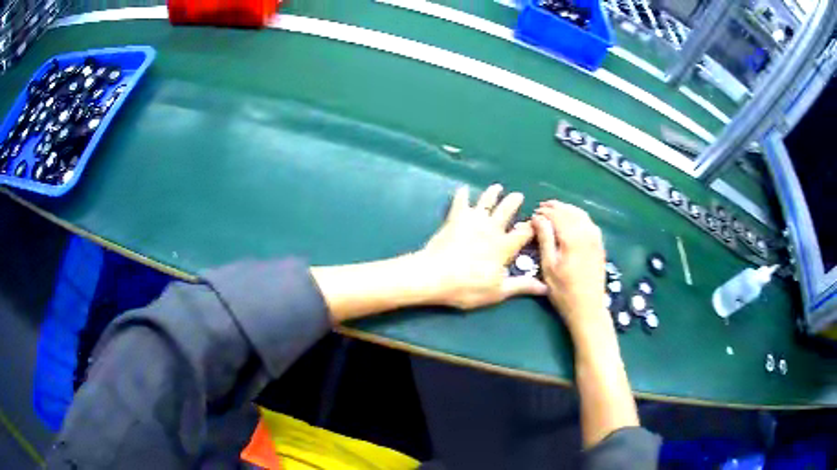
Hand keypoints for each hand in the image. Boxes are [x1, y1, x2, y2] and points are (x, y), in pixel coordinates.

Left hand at [417, 184, 547, 309]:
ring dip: (492, 193)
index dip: (532, 226)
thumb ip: (522, 286)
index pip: (524, 232)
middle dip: (514, 202)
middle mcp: (492, 229)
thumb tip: (546, 287)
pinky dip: (462, 195)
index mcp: (505, 246)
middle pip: (507, 210)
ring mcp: (473, 221)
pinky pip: (460, 203)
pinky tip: (462, 188)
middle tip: (519, 195)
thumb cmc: (468, 286)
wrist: (435, 275)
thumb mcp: (499, 291)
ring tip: (497, 187)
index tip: (536, 222)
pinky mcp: (455, 219)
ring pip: (486, 202)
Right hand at [532, 200, 607, 332]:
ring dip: (566, 210)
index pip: (556, 215)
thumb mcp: (548, 266)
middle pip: (569, 211)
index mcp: (572, 237)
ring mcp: (595, 237)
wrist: (588, 308)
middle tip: (541, 208)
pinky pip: (588, 222)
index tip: (533, 214)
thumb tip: (538, 218)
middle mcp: (586, 232)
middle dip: (555, 208)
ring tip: (554, 211)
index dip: (544, 212)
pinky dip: (577, 216)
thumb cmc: (564, 290)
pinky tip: (571, 221)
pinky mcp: (599, 244)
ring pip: (580, 214)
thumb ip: (545, 239)